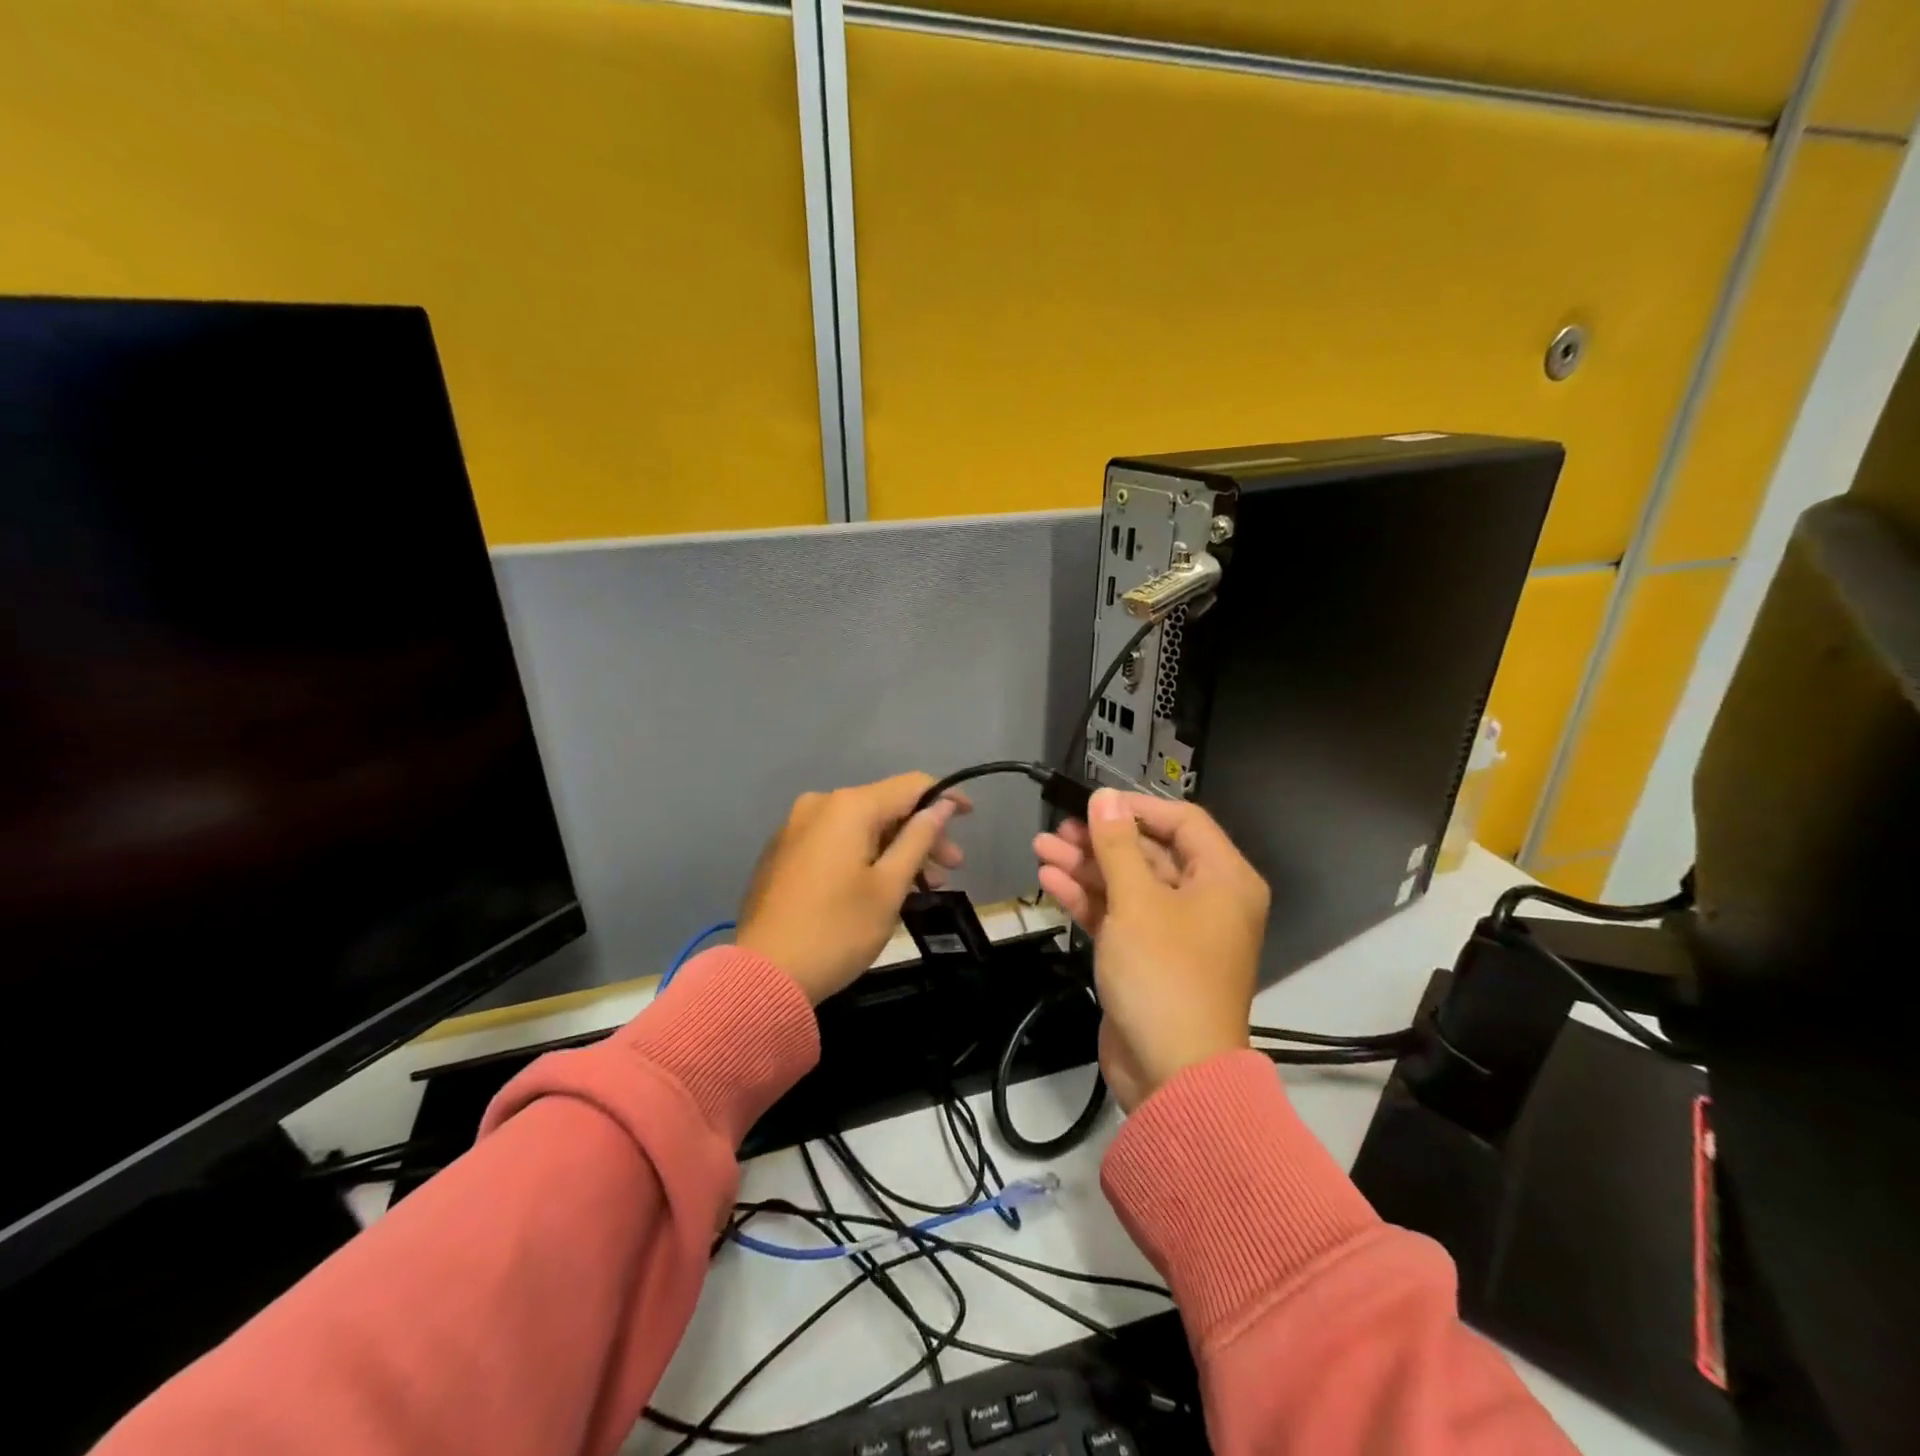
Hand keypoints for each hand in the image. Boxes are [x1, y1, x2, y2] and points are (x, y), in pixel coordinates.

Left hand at [738, 773, 969, 1003]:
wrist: (764, 975)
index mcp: (848, 806)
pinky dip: (864, 857)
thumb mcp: (889, 886)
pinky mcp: (783, 853)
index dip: (945, 797)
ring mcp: (795, 828)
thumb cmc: (838, 929)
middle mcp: (819, 805)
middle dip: (921, 834)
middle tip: (951, 869)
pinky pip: (836, 842)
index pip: (910, 785)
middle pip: (884, 807)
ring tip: (922, 886)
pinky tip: (881, 887)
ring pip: (860, 828)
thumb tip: (941, 804)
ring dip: (895, 850)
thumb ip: (919, 838)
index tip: (970, 817)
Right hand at [1034, 789, 1267, 1109]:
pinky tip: (1050, 881)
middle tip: (1058, 830)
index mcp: (1224, 880)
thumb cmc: (1164, 975)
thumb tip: (1105, 797)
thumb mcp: (1138, 902)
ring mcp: (1174, 931)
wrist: (1171, 1075)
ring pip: (1128, 884)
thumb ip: (1117, 846)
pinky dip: (1088, 899)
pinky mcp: (1147, 957)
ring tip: (1041, 848)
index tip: (1094, 802)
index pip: (1182, 822)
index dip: (1137, 807)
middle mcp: (1205, 900)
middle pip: (1150, 853)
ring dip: (1086, 867)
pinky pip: (1118, 915)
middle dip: (1101, 840)